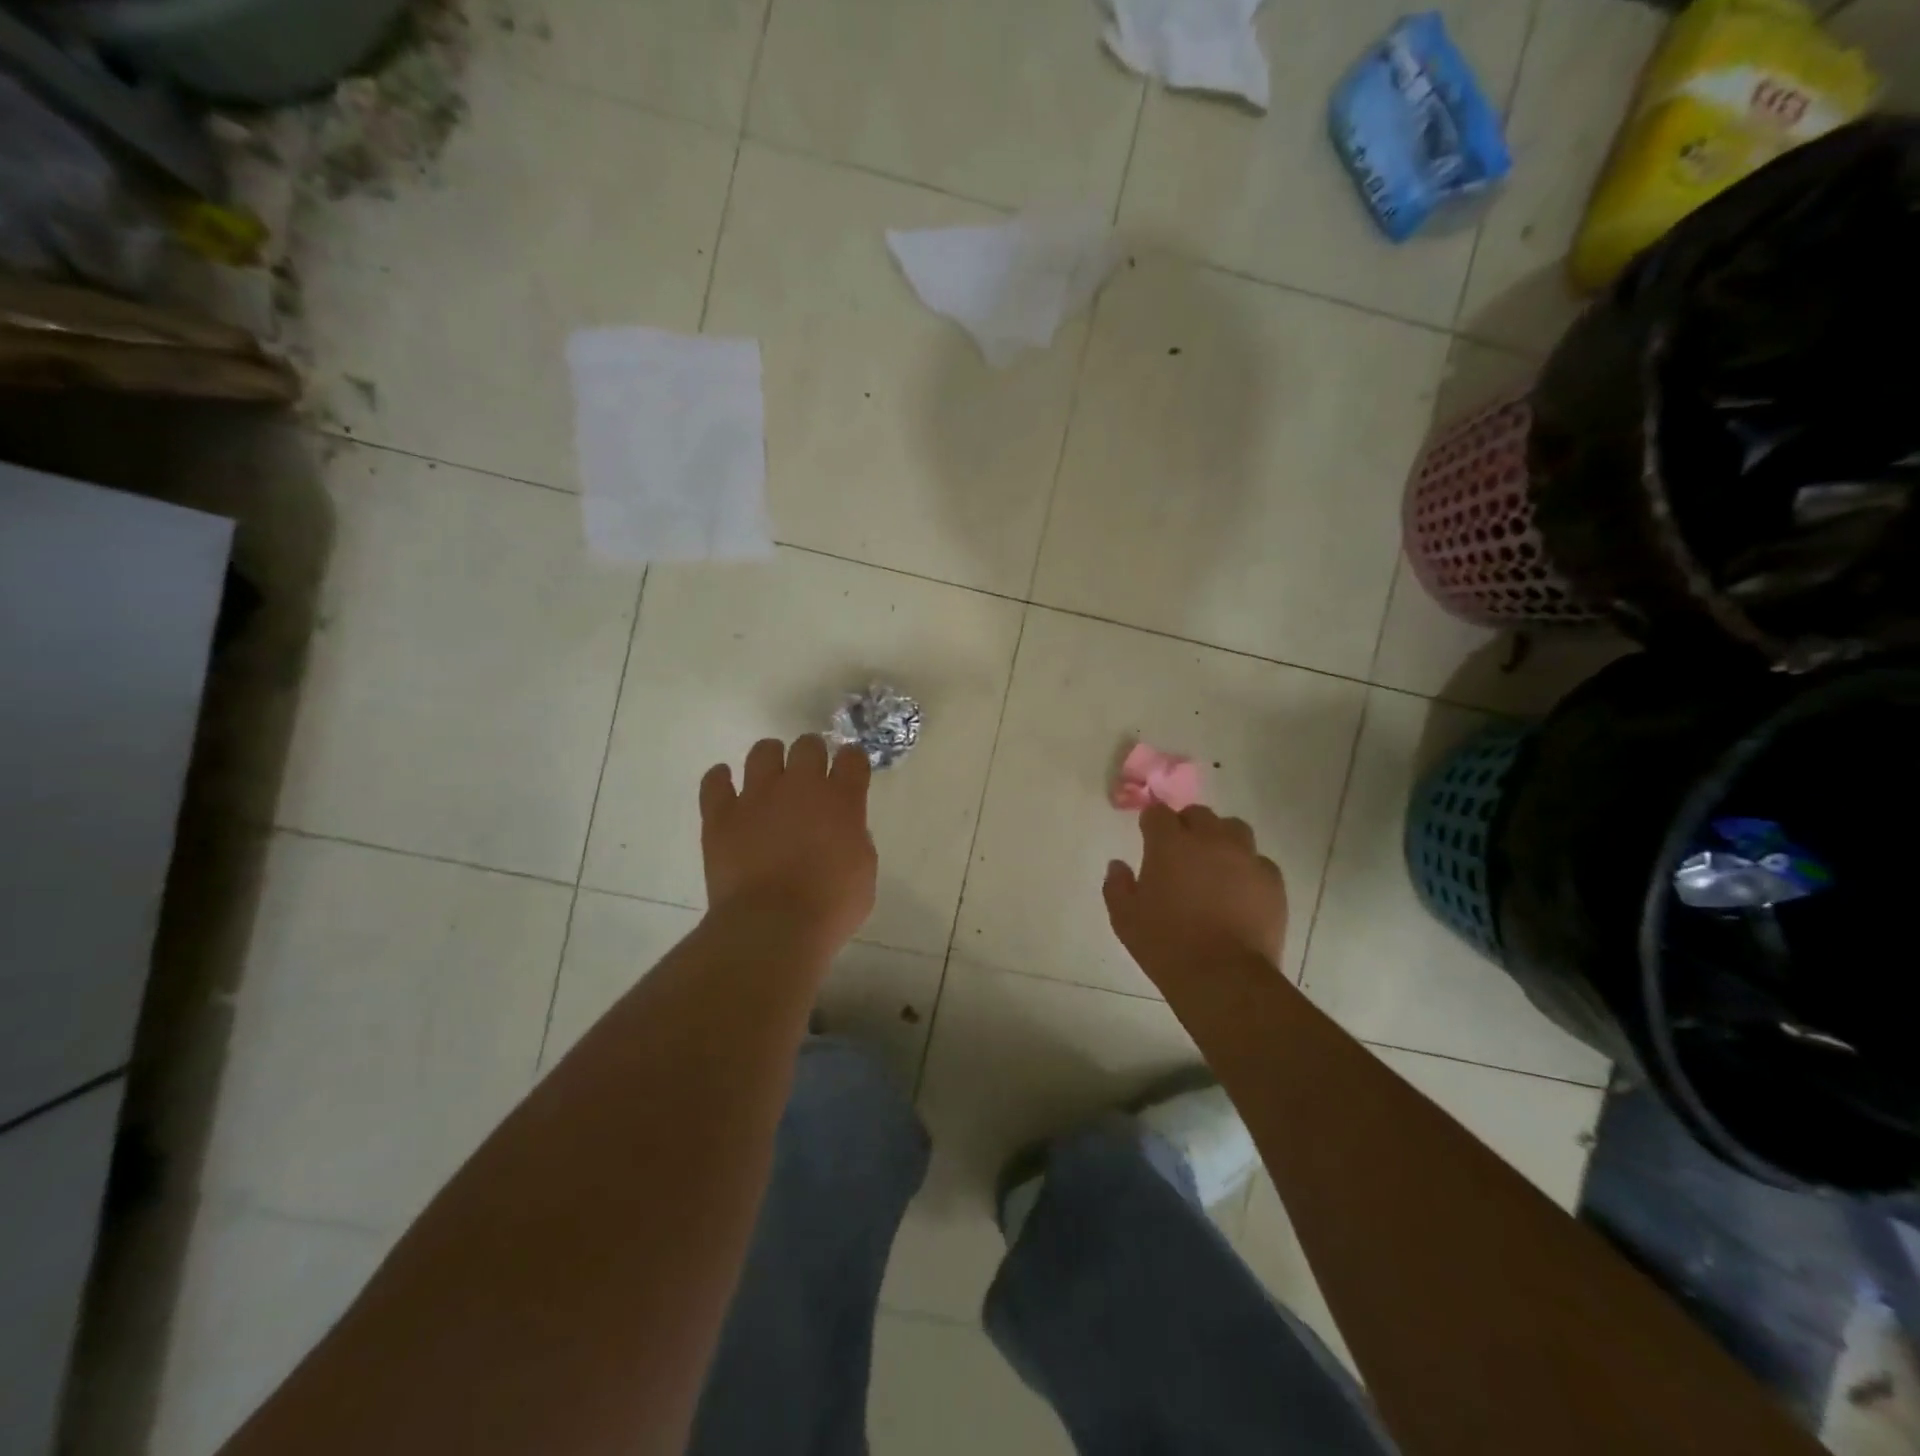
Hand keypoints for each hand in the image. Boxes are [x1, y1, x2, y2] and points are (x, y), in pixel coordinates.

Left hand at [700, 736, 876, 959]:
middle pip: (807, 745)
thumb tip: (841, 832)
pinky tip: (725, 785)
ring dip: (771, 759)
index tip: (850, 771)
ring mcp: (757, 796)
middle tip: (811, 777)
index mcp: (842, 800)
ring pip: (763, 752)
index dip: (852, 761)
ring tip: (771, 778)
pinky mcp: (721, 815)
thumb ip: (854, 840)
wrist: (772, 926)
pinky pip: (715, 782)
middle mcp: (800, 786)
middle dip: (812, 755)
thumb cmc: (830, 906)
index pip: (852, 758)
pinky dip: (720, 780)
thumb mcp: (863, 872)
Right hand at [1104, 804, 1287, 990]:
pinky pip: (1259, 861)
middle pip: (1199, 814)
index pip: (1158, 813)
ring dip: (1221, 839)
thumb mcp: (1125, 918)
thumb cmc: (1166, 944)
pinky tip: (1240, 890)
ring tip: (1215, 864)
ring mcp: (1245, 858)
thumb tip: (1118, 865)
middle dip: (1187, 826)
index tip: (1148, 837)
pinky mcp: (1272, 881)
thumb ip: (1117, 885)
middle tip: (1180, 852)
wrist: (1223, 977)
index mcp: (1169, 844)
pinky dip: (1248, 869)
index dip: (1151, 823)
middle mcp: (1209, 840)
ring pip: (1234, 829)